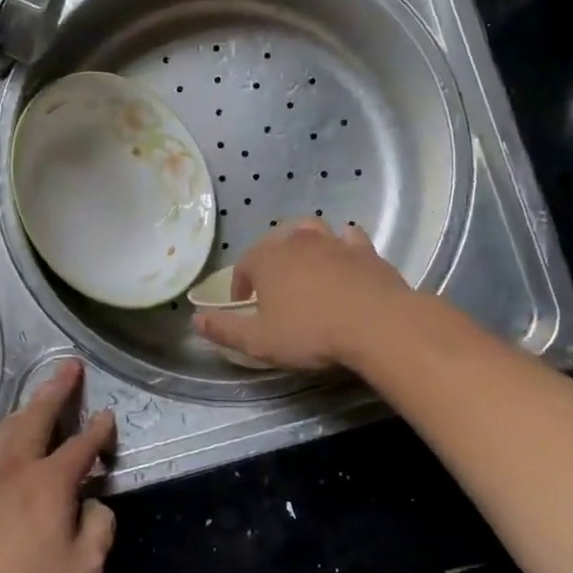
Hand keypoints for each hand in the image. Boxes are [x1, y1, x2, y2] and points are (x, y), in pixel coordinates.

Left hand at [0, 361, 115, 572]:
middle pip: (38, 416)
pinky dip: (5, 431)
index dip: (98, 429)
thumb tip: (95, 503)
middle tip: (70, 366)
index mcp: (49, 482)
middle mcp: (16, 468)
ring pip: (8, 428)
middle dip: (57, 389)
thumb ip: (99, 529)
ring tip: (40, 396)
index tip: (107, 416)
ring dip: (29, 406)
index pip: (81, 445)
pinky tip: (6, 438)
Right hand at [192, 218, 412, 370]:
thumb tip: (195, 319)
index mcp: (267, 259)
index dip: (240, 286)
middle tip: (271, 286)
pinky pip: (348, 238)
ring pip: (310, 231)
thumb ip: (225, 329)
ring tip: (304, 265)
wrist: (377, 324)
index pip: (244, 266)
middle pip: (274, 241)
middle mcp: (296, 241)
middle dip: (269, 260)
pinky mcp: (364, 250)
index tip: (244, 306)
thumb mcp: (259, 341)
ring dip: (302, 244)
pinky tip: (344, 257)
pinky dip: (341, 244)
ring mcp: (333, 241)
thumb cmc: (310, 333)